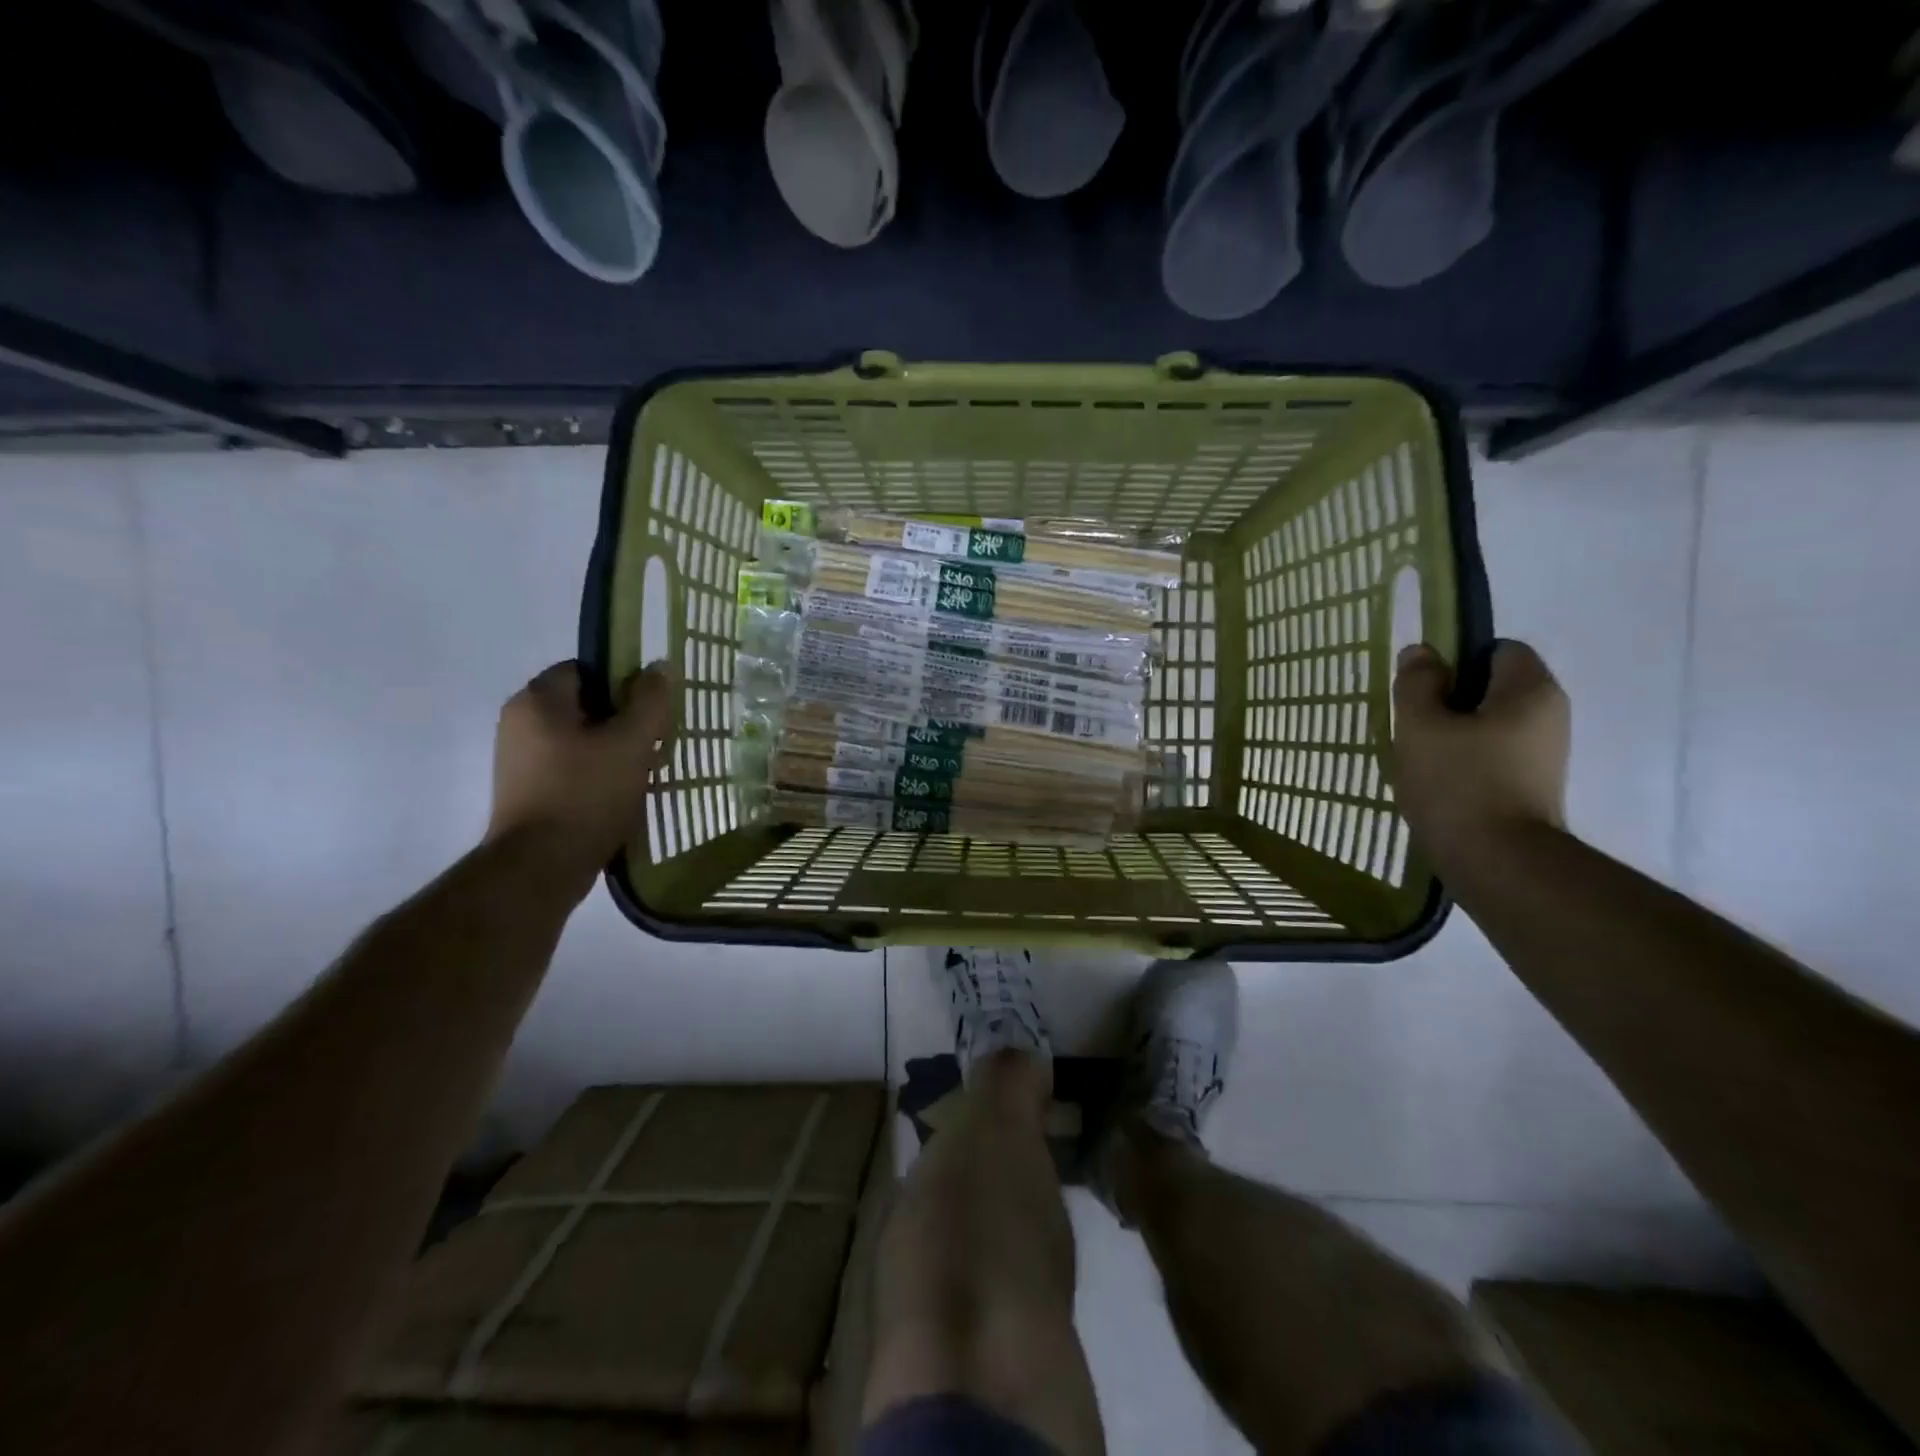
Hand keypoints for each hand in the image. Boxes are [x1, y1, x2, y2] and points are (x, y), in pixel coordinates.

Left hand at [486, 659, 675, 882]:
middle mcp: (519, 722)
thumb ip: (650, 701)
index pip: (587, 669)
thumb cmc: (587, 794)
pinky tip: (620, 796)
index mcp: (538, 700)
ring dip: (614, 751)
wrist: (540, 867)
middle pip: (586, 706)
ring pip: (580, 739)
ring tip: (643, 774)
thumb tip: (659, 666)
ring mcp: (519, 759)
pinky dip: (596, 775)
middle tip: (654, 744)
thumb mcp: (631, 743)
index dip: (624, 684)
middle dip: (623, 721)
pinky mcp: (526, 791)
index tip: (651, 711)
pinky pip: (569, 767)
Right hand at [1390, 640, 1569, 863]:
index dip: (1458, 660)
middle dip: (1450, 700)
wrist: (1497, 862)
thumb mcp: (1420, 724)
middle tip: (1414, 724)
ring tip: (1420, 758)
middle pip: (1493, 688)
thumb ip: (1417, 683)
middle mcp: (1550, 715)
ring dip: (1453, 734)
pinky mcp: (1532, 785)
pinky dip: (1465, 761)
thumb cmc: (1458, 782)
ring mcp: (1544, 754)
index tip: (1425, 688)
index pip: (1498, 649)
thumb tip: (1421, 653)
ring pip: (1489, 724)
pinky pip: (1493, 755)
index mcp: (1530, 690)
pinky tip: (1437, 783)